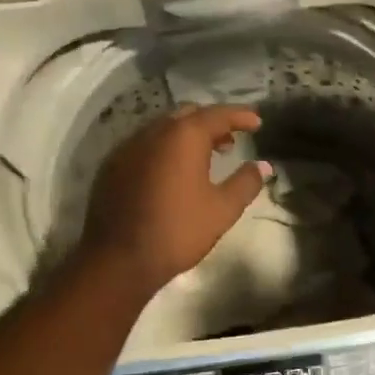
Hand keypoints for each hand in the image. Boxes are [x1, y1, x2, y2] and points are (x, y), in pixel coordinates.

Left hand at [80, 104, 273, 295]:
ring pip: (163, 128)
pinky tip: (172, 172)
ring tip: (205, 156)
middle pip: (188, 114)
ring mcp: (128, 147)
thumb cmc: (177, 231)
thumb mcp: (222, 210)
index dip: (240, 115)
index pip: (217, 114)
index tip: (257, 122)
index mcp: (183, 136)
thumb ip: (245, 183)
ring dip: (186, 135)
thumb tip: (262, 166)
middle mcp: (153, 132)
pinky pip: (145, 145)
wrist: (118, 259)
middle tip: (231, 140)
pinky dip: (165, 149)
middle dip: (212, 122)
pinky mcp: (112, 165)